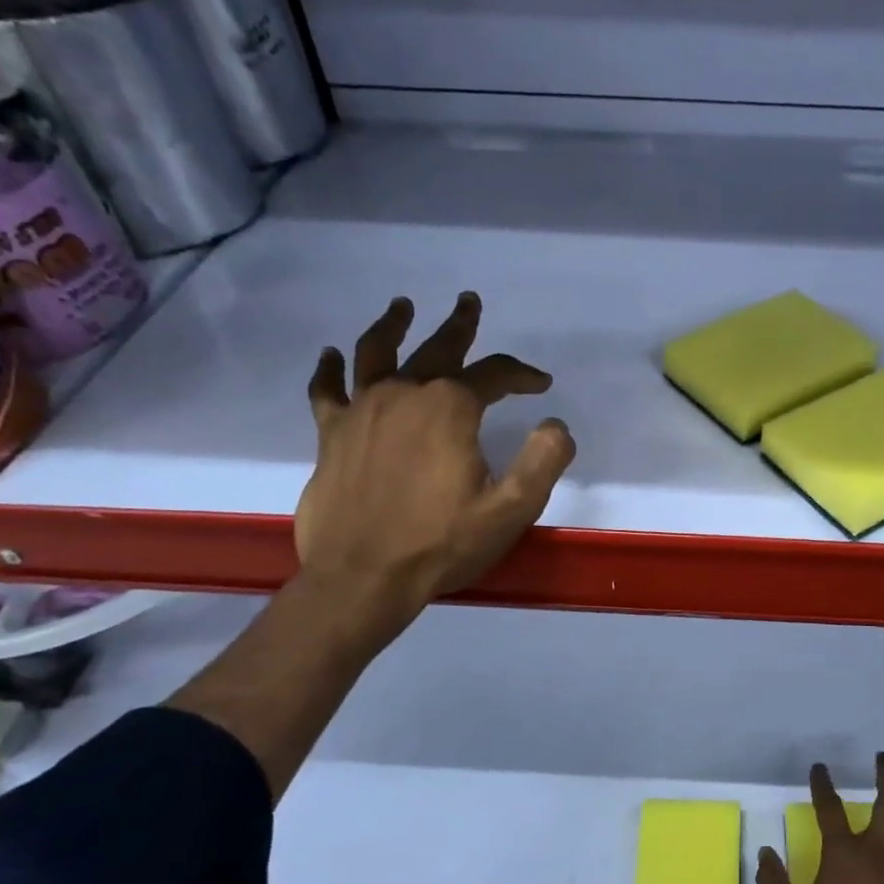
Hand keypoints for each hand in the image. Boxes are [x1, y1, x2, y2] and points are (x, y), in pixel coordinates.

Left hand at [295, 293, 574, 628]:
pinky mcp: (331, 435)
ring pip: (376, 353)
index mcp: (450, 409)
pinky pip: (327, 390)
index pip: (493, 374)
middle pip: (436, 349)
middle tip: (469, 304)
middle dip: (460, 327)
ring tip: (402, 307)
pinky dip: (330, 369)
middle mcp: (404, 395)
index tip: (541, 385)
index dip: (521, 374)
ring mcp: (361, 411)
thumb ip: (543, 461)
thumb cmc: (442, 544)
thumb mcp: (511, 509)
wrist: (363, 578)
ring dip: (393, 326)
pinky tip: (331, 355)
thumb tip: (556, 425)